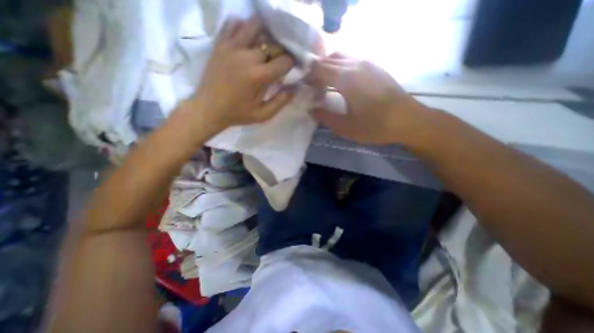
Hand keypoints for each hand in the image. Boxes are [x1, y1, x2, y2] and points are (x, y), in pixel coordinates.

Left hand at [189, 17, 292, 129]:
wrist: (209, 108)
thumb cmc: (238, 113)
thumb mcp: (263, 115)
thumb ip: (281, 102)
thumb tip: (294, 89)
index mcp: (258, 76)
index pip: (284, 61)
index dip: (290, 64)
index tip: (288, 69)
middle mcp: (246, 56)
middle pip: (272, 43)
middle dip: (279, 51)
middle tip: (277, 60)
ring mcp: (231, 47)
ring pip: (254, 25)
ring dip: (264, 34)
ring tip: (264, 46)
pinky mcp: (220, 43)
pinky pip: (233, 24)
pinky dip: (243, 28)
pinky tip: (247, 40)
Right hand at [311, 51, 432, 143]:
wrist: (408, 120)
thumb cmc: (375, 126)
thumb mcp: (346, 127)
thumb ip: (325, 118)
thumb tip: (311, 110)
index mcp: (346, 79)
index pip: (319, 69)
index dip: (308, 76)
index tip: (304, 87)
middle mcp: (355, 64)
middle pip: (328, 59)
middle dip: (316, 70)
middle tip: (312, 86)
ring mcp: (367, 62)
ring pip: (340, 55)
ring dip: (329, 66)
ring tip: (325, 83)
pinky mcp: (375, 65)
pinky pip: (352, 58)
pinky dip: (341, 65)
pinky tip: (342, 80)